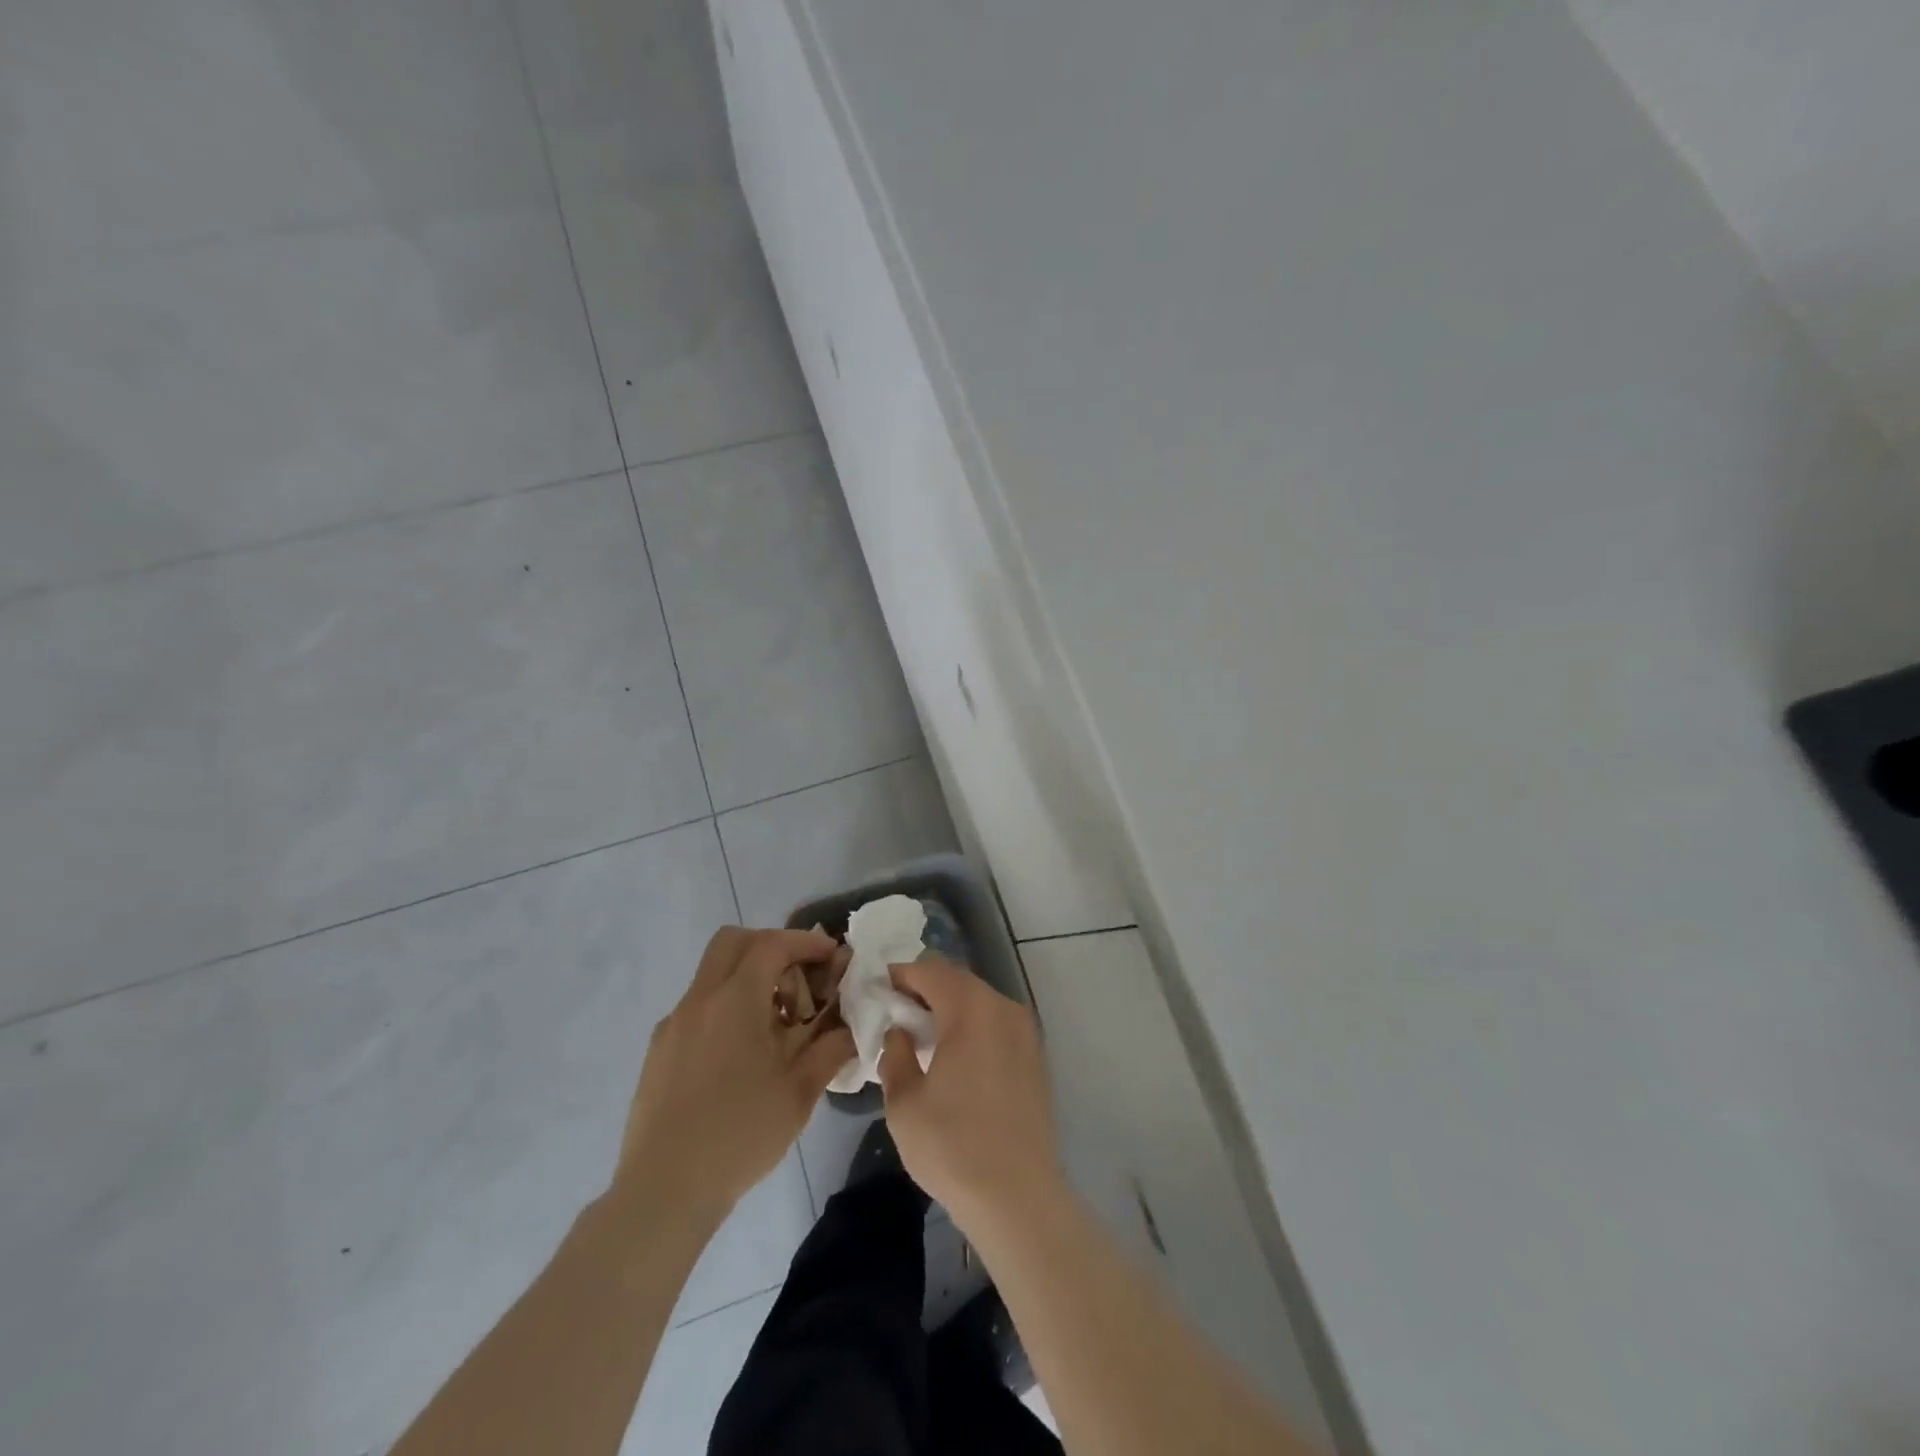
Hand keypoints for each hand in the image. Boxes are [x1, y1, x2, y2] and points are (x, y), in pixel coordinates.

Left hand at [614, 927, 854, 1223]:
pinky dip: (726, 1007)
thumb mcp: (800, 1092)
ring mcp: (673, 1024)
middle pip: (733, 942)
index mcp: (734, 1000)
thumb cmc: (740, 1134)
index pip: (772, 944)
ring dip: (748, 978)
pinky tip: (741, 1054)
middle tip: (799, 977)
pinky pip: (698, 1007)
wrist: (664, 1191)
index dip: (806, 942)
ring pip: (712, 974)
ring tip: (776, 1023)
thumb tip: (852, 1025)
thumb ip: (831, 1047)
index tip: (832, 956)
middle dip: (771, 947)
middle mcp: (699, 1000)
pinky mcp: (658, 1051)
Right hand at [877, 957, 1063, 1235]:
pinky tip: (955, 1058)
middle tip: (895, 1014)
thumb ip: (895, 1054)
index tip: (876, 991)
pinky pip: (996, 1023)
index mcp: (971, 1009)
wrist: (1019, 1197)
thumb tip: (899, 1031)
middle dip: (924, 990)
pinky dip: (972, 1027)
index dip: (899, 976)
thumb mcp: (904, 1102)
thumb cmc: (953, 1146)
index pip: (929, 971)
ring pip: (979, 1001)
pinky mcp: (1035, 1056)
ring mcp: (1025, 1031)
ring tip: (922, 1037)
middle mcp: (1003, 1008)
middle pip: (957, 981)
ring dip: (949, 1008)